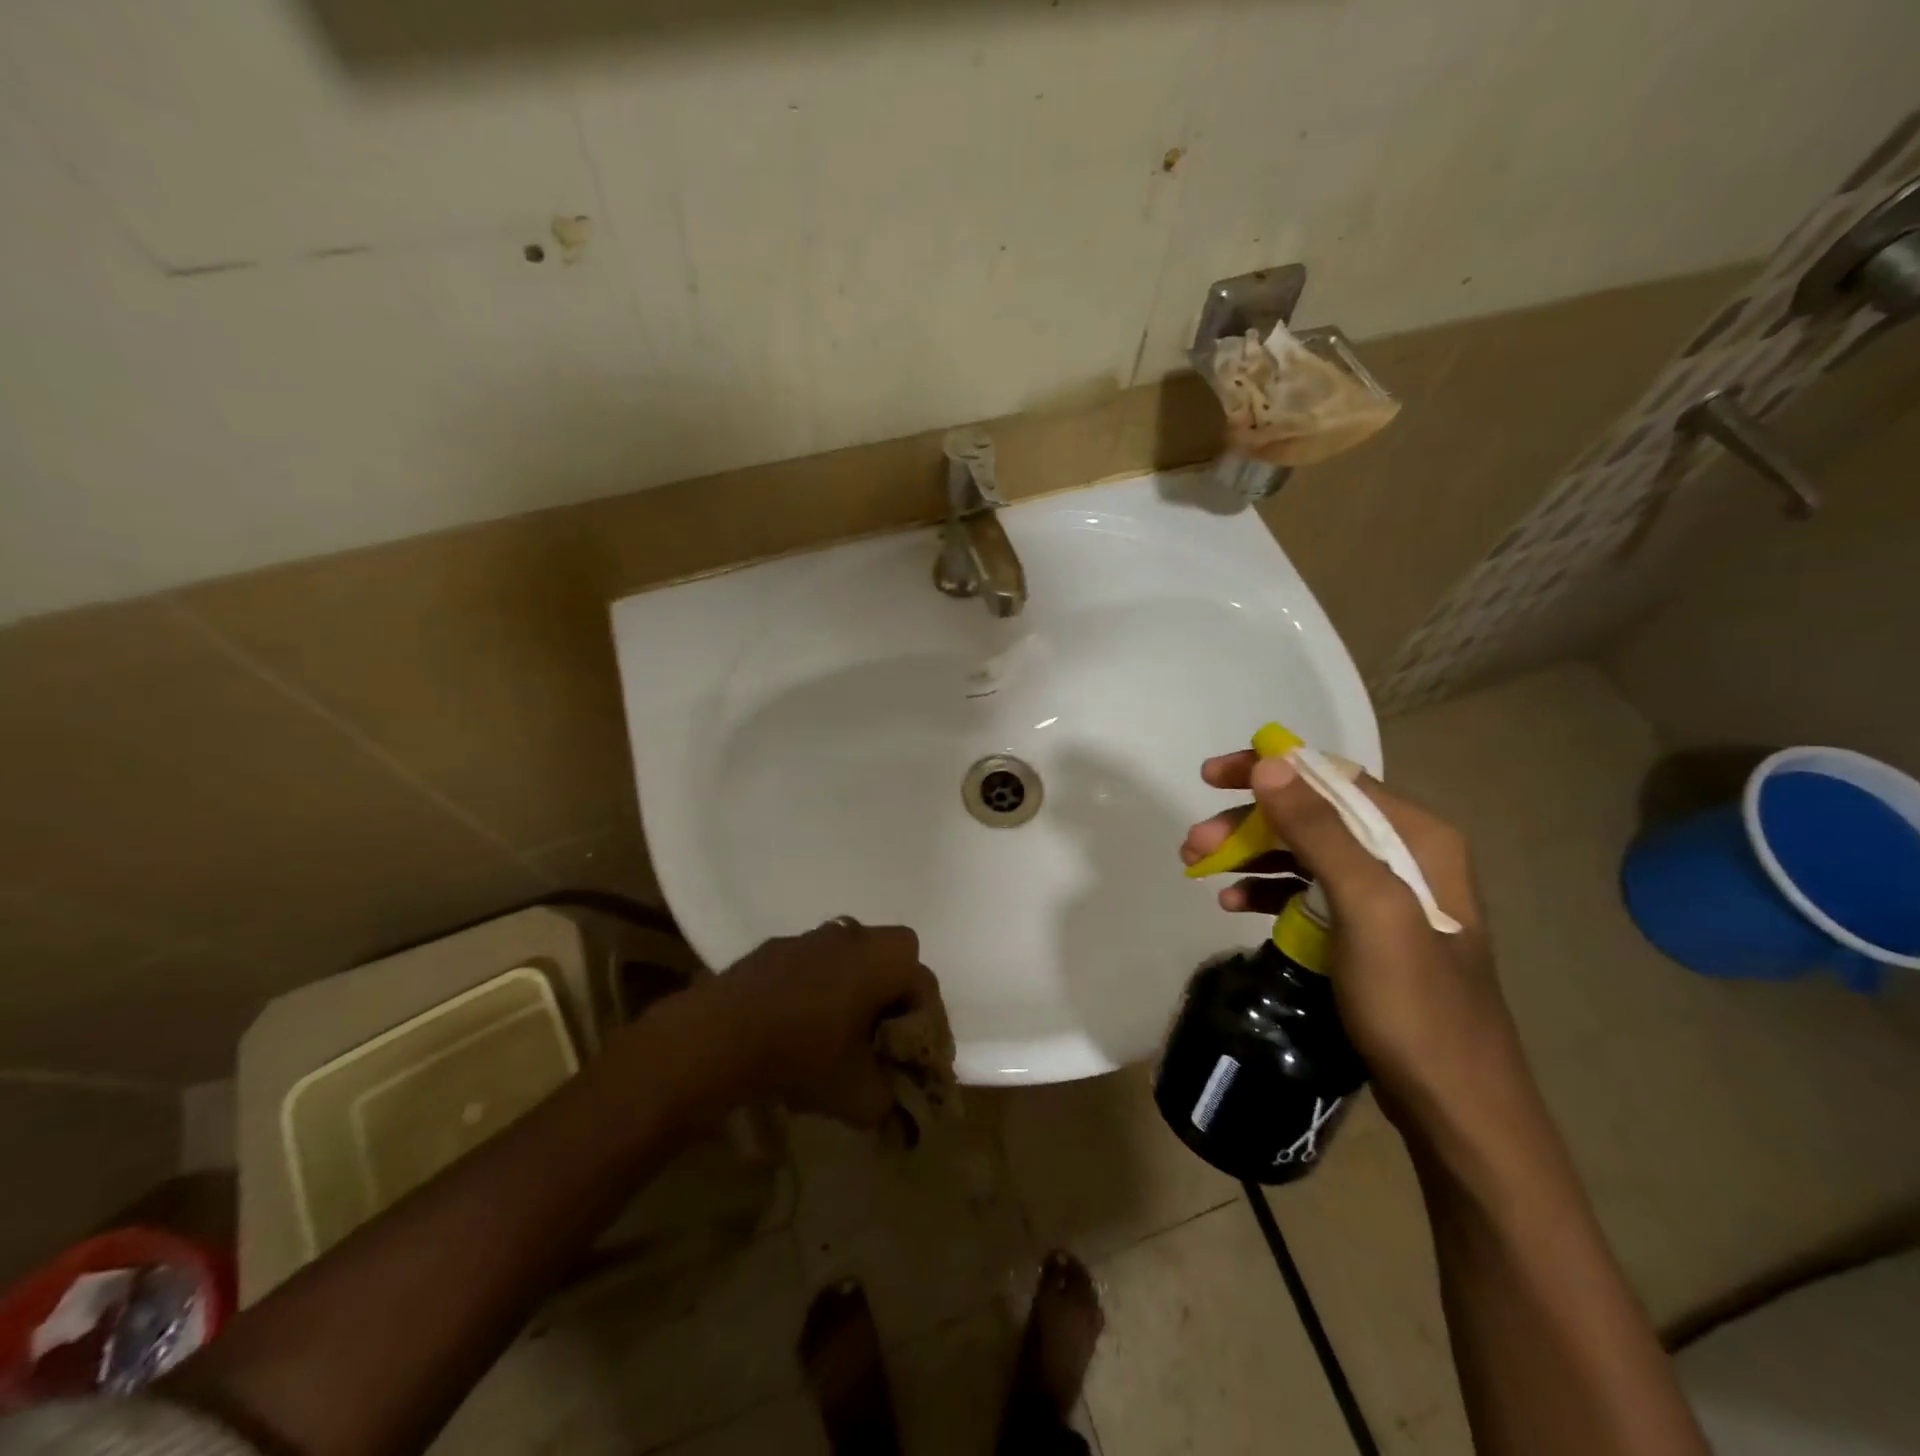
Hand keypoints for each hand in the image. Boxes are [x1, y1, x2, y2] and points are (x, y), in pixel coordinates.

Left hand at [703, 920, 944, 1128]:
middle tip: (881, 1034)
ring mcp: (812, 936)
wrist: (719, 1035)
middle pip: (892, 956)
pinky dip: (816, 986)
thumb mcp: (857, 1096)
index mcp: (884, 960)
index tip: (912, 1055)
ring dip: (854, 986)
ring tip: (838, 1031)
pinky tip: (797, 1024)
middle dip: (894, 992)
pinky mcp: (776, 947)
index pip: (925, 983)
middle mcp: (854, 936)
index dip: (926, 1022)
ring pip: (851, 955)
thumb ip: (889, 1102)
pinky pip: (813, 963)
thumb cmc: (803, 1055)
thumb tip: (898, 1110)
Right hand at [1181, 752, 1516, 1109]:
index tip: (1211, 777)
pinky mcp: (1364, 931)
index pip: (1331, 776)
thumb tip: (1269, 764)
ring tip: (1198, 870)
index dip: (1268, 769)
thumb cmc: (1414, 1002)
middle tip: (1193, 843)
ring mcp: (1384, 895)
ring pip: (1302, 852)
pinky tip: (1232, 904)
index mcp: (1416, 835)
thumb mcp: (1368, 908)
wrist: (1454, 1106)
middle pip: (1311, 814)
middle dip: (1247, 822)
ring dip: (1248, 855)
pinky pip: (1306, 892)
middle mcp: (1403, 854)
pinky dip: (1266, 891)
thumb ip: (1320, 831)